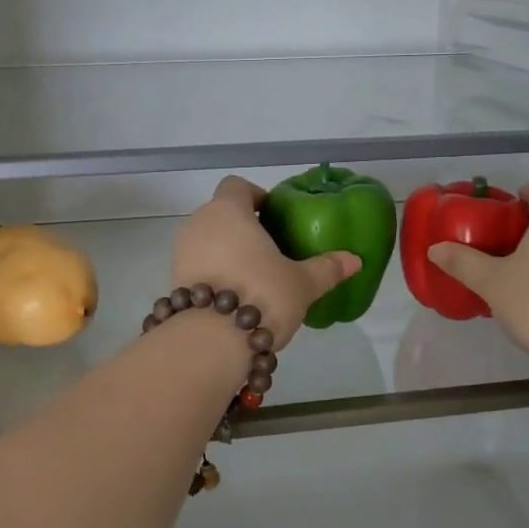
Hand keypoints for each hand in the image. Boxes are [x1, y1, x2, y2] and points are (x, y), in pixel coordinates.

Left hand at [171, 177, 359, 347]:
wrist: (209, 342)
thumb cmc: (260, 295)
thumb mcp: (302, 284)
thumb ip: (327, 268)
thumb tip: (355, 260)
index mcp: (228, 211)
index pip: (236, 186)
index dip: (255, 195)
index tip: (273, 215)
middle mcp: (198, 224)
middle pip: (220, 214)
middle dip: (243, 228)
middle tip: (270, 250)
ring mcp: (181, 253)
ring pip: (207, 241)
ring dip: (227, 252)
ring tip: (255, 277)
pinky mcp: (173, 281)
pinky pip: (198, 267)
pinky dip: (214, 275)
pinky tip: (236, 298)